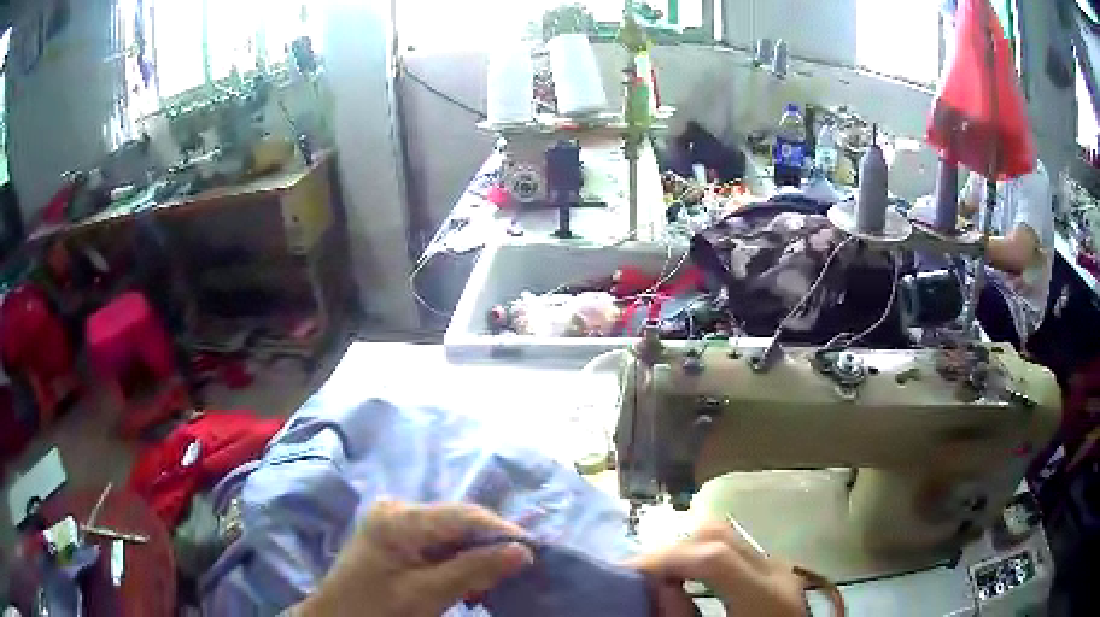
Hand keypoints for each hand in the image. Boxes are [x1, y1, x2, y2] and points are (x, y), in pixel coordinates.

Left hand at [294, 501, 532, 616]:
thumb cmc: (378, 610)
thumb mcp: (427, 595)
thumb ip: (474, 570)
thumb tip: (523, 551)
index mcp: (400, 518)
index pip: (464, 515)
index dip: (502, 532)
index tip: (532, 555)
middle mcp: (398, 509)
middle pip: (458, 522)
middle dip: (488, 547)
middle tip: (512, 574)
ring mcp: (395, 521)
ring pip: (451, 534)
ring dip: (474, 558)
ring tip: (487, 586)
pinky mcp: (396, 537)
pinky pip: (438, 544)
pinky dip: (456, 563)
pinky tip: (465, 584)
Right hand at [629, 520, 807, 616]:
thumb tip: (657, 589)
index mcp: (765, 596)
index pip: (714, 557)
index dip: (666, 560)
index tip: (629, 574)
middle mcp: (776, 571)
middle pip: (720, 534)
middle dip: (673, 548)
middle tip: (641, 572)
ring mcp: (780, 568)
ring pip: (729, 536)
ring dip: (689, 548)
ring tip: (661, 572)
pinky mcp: (777, 572)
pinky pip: (736, 550)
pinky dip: (706, 555)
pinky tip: (690, 575)